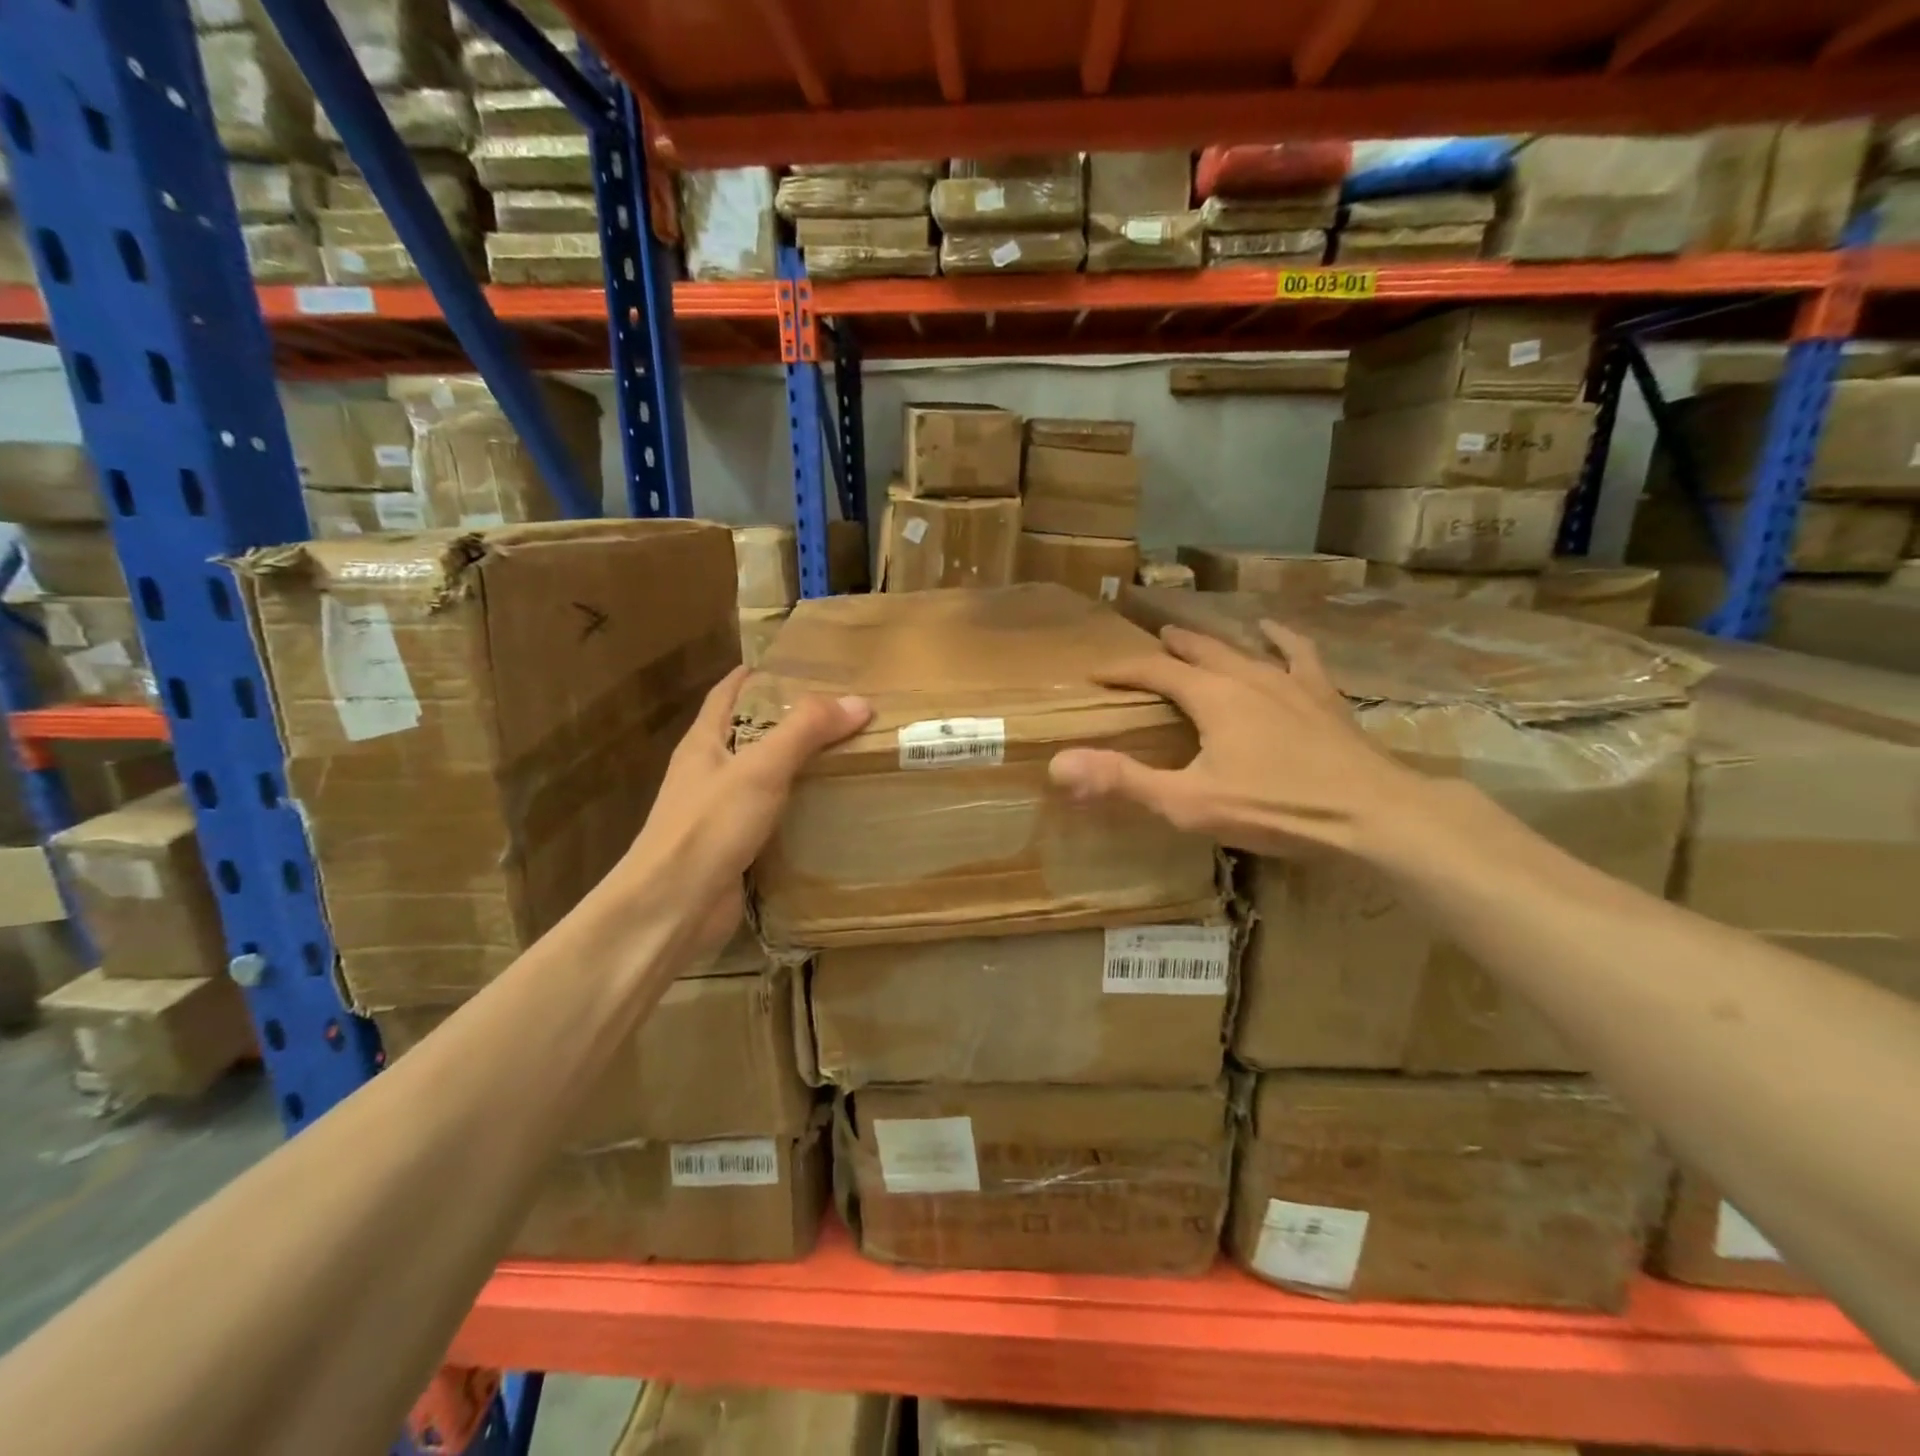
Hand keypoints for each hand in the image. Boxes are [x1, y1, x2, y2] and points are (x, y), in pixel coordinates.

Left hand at [619, 666, 871, 956]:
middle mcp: (710, 772)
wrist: (673, 907)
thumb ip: (806, 731)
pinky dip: (799, 808)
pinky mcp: (735, 846)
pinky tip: (831, 808)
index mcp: (704, 742)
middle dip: (791, 721)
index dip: (759, 675)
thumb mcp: (761, 768)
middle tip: (842, 712)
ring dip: (798, 766)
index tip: (801, 666)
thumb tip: (858, 702)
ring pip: (765, 777)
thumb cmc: (709, 826)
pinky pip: (773, 816)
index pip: (729, 693)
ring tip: (847, 754)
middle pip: (751, 734)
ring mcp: (720, 812)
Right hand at [1048, 621, 1420, 858]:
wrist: (1372, 813)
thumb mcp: (1188, 802)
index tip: (1097, 673)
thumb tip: (1058, 764)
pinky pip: (1298, 655)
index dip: (1123, 671)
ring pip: (1241, 649)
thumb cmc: (1275, 808)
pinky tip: (1273, 631)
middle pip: (1197, 651)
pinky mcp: (1323, 695)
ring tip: (1191, 636)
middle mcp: (1247, 675)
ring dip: (1211, 642)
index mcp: (1211, 696)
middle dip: (1166, 648)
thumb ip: (1123, 781)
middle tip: (1145, 645)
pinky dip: (1280, 640)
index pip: (1155, 671)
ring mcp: (1289, 681)